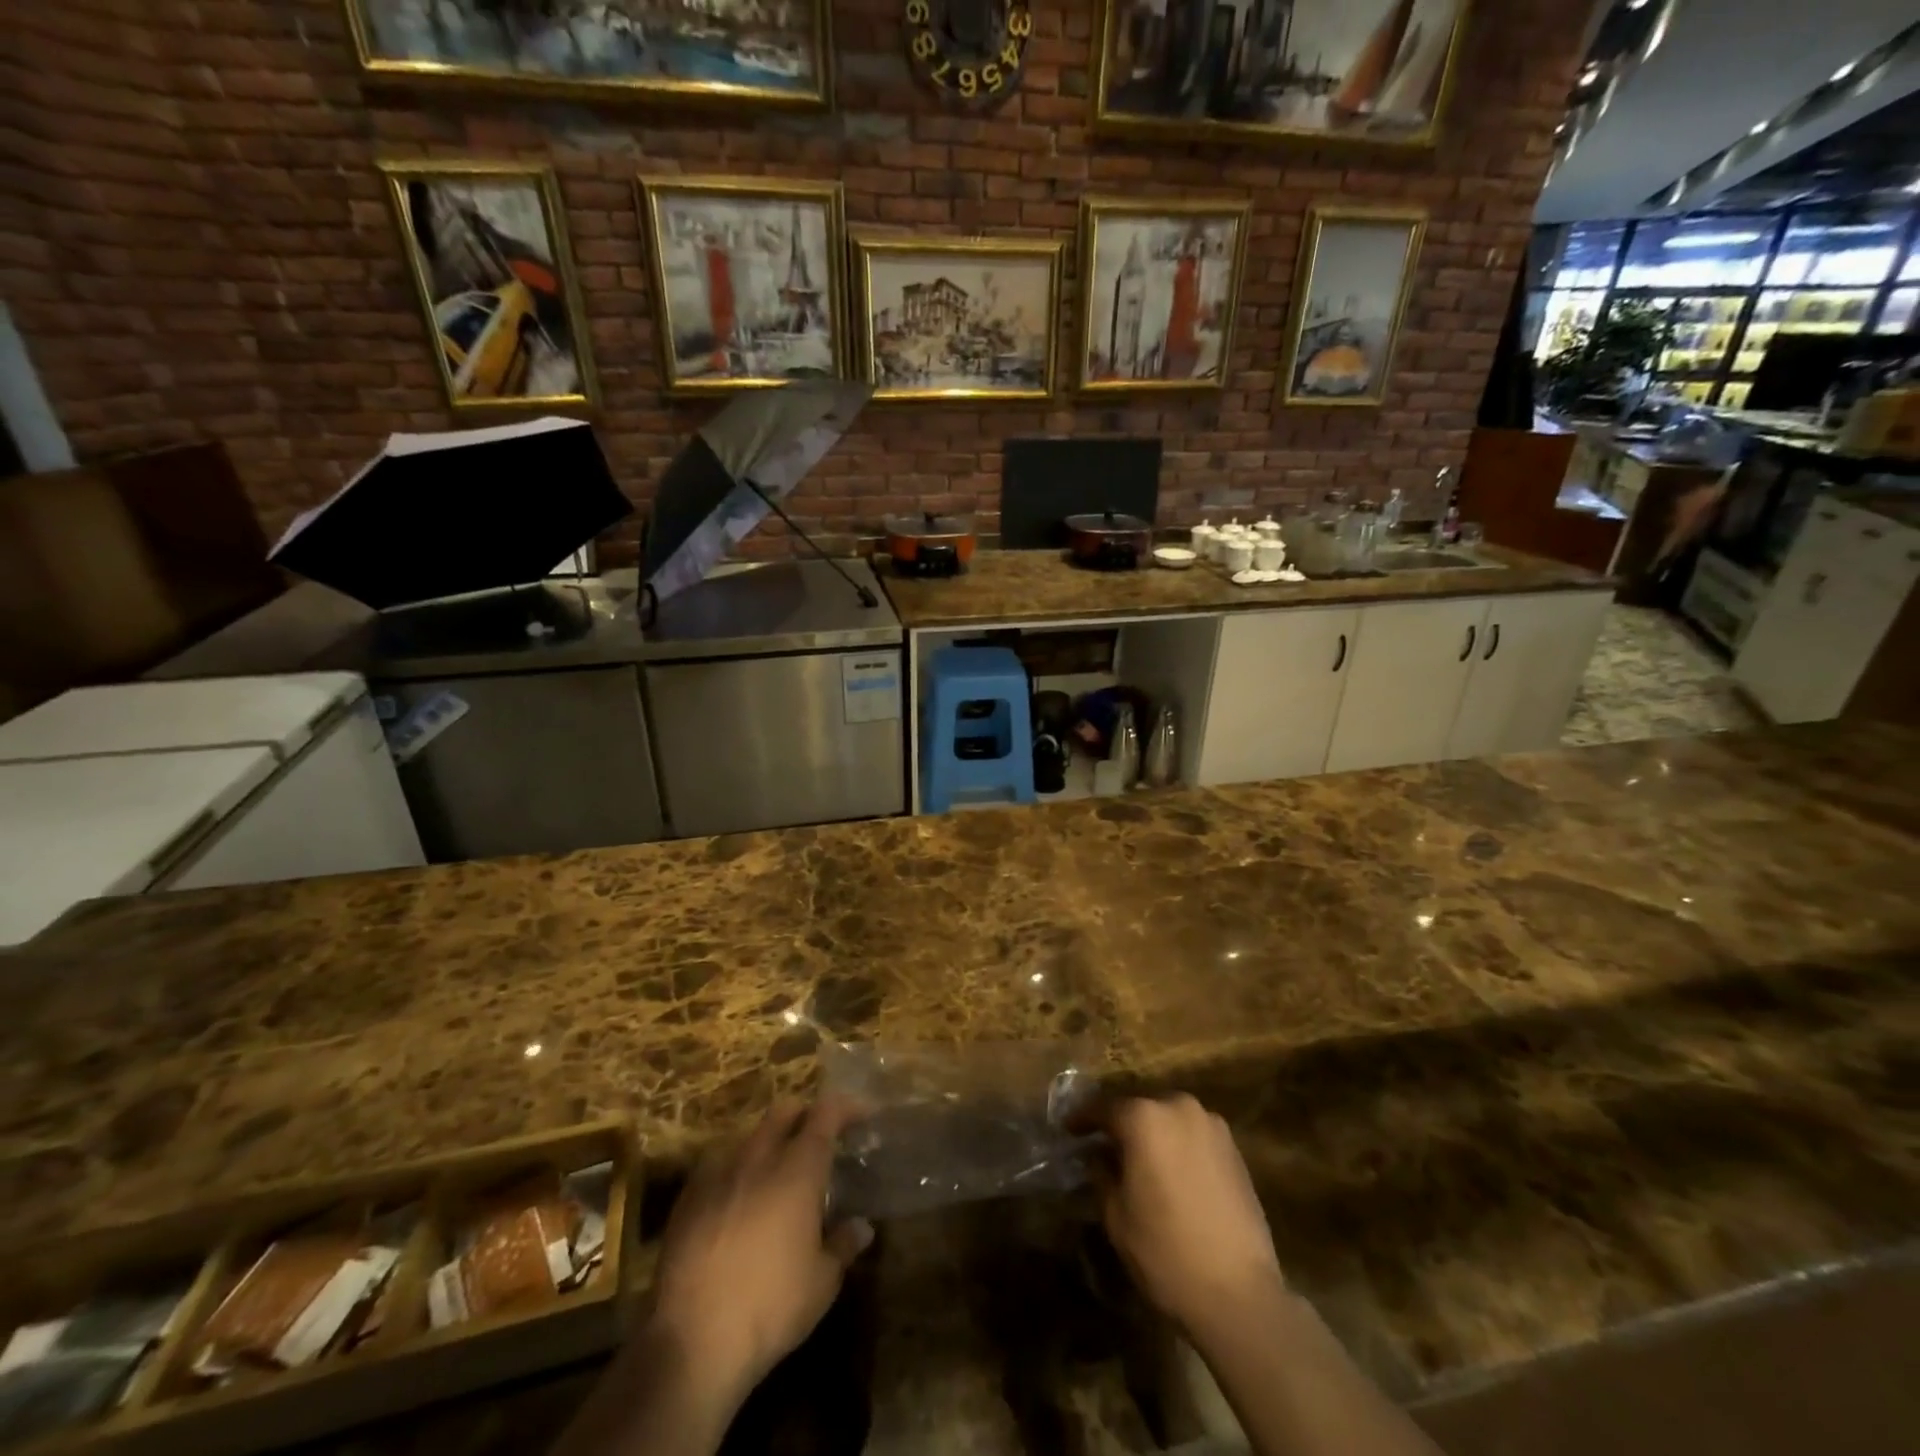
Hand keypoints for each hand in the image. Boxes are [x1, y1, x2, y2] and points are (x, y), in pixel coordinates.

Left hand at [648, 1100, 872, 1413]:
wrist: (690, 1341)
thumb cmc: (770, 1307)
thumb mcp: (822, 1283)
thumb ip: (843, 1246)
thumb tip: (861, 1227)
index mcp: (798, 1169)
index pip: (826, 1114)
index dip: (847, 1107)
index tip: (862, 1115)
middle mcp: (759, 1157)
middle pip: (784, 1111)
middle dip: (805, 1115)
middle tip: (819, 1137)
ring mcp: (718, 1174)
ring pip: (750, 1137)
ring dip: (769, 1143)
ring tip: (777, 1172)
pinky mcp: (687, 1198)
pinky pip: (718, 1167)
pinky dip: (737, 1172)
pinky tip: (738, 1201)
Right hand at [1095, 1095, 1284, 1340]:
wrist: (1240, 1294)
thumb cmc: (1166, 1252)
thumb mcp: (1116, 1216)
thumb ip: (1102, 1174)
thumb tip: (1098, 1157)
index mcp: (1144, 1118)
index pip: (1104, 1109)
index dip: (1083, 1119)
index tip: (1069, 1129)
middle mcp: (1179, 1108)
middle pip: (1140, 1109)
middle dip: (1121, 1125)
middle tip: (1105, 1146)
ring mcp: (1211, 1125)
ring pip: (1169, 1119)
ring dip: (1153, 1134)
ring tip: (1140, 1159)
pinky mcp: (1234, 1149)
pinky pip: (1194, 1135)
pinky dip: (1178, 1146)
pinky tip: (1172, 1172)